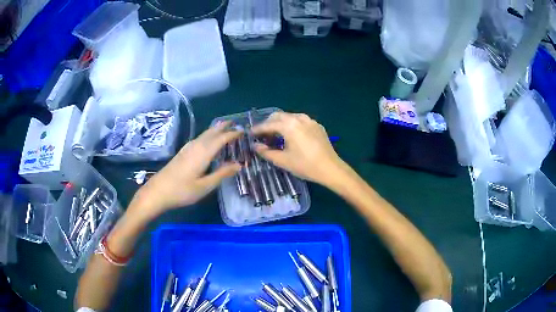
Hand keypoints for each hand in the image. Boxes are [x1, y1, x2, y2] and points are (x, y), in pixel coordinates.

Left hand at [129, 122, 241, 219]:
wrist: (158, 191)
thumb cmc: (182, 190)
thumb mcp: (205, 186)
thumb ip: (222, 173)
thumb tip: (239, 164)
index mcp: (203, 152)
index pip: (221, 138)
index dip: (233, 134)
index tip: (244, 131)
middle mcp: (196, 146)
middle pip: (211, 132)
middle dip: (223, 126)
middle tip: (235, 123)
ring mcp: (187, 148)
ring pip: (204, 134)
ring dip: (215, 130)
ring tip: (225, 128)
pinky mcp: (182, 152)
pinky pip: (199, 139)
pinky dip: (208, 136)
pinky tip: (208, 141)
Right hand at [252, 112, 344, 185]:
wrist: (331, 169)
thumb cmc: (305, 165)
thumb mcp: (283, 161)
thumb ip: (266, 152)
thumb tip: (255, 146)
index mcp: (289, 125)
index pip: (268, 124)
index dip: (258, 129)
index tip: (250, 134)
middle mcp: (299, 118)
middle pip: (279, 116)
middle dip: (269, 124)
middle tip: (262, 135)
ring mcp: (310, 120)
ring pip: (290, 117)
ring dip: (280, 123)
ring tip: (276, 135)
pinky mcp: (317, 125)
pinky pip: (300, 121)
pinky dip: (292, 125)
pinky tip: (292, 136)